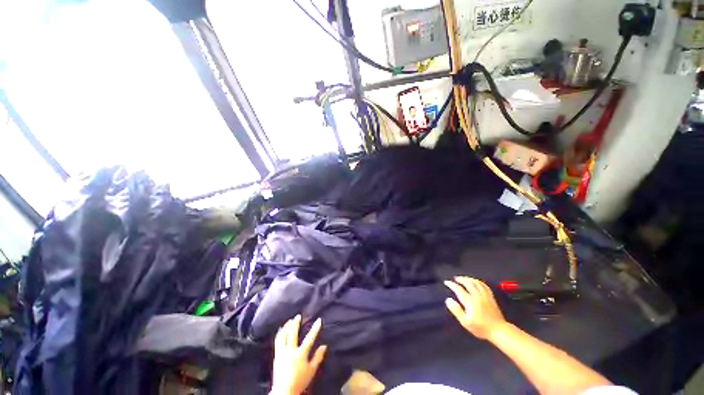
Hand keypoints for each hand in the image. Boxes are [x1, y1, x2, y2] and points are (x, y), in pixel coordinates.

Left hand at [271, 315, 326, 394]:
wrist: (284, 391)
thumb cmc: (299, 381)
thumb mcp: (311, 371)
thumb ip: (318, 357)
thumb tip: (324, 346)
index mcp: (300, 354)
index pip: (309, 339)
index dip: (315, 329)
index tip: (319, 320)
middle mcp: (290, 351)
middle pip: (293, 334)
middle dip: (296, 324)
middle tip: (298, 316)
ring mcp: (282, 353)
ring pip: (283, 336)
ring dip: (286, 327)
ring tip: (289, 321)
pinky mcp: (276, 356)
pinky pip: (277, 341)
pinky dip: (280, 333)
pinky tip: (281, 330)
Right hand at [444, 277, 506, 339]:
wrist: (499, 330)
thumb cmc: (480, 327)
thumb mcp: (465, 322)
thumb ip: (456, 310)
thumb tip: (448, 300)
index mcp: (469, 300)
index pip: (458, 289)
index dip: (451, 284)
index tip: (446, 282)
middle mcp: (477, 295)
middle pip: (468, 283)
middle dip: (460, 279)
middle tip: (455, 278)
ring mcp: (485, 295)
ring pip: (476, 282)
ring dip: (469, 279)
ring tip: (464, 278)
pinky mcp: (491, 297)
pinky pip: (484, 286)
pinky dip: (479, 282)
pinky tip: (477, 282)